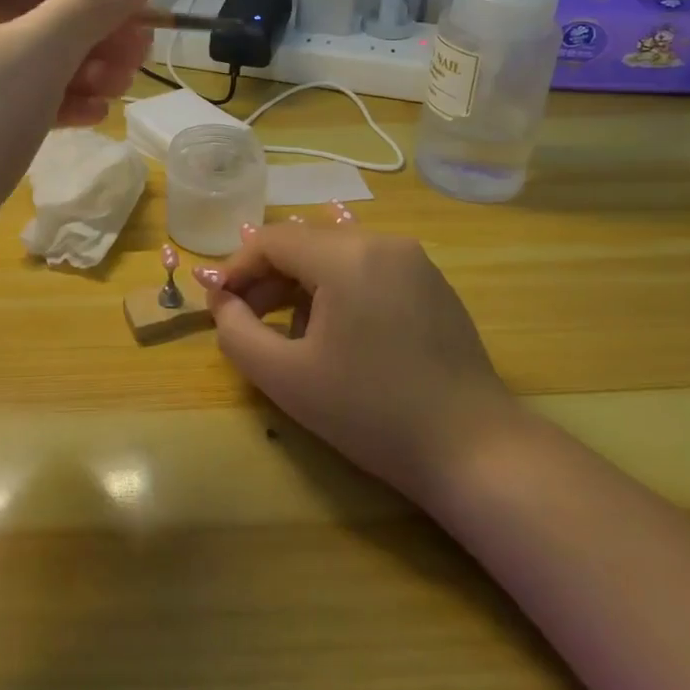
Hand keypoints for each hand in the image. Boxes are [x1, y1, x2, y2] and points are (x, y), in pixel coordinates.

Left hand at [0, 0, 151, 270]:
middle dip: (95, 28)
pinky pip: (25, 96)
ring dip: (86, 66)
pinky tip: (96, 115)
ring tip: (123, 87)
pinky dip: (62, 99)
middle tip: (142, 52)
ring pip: (36, 56)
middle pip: (38, 10)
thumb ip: (87, 7)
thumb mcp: (35, 57)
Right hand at [197, 223, 519, 502]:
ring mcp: (413, 260)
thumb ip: (236, 331)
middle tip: (245, 320)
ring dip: (301, 285)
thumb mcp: (285, 377)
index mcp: (347, 256)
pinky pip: (368, 270)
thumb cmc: (371, 412)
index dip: (237, 268)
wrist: (472, 450)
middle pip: (304, 244)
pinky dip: (338, 290)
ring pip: (335, 255)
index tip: (217, 303)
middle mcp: (382, 242)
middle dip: (268, 279)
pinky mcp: (432, 283)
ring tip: (288, 334)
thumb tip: (222, 301)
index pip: (272, 240)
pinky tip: (336, 335)